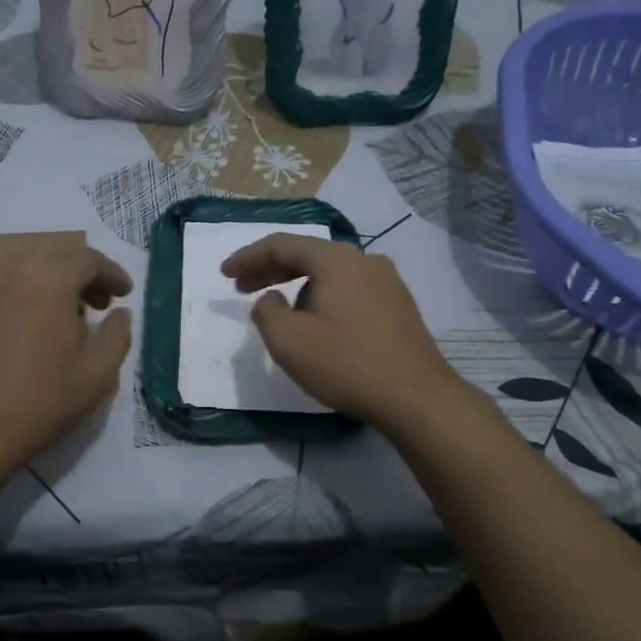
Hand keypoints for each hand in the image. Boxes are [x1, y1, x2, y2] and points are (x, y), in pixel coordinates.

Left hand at [0, 245, 133, 473]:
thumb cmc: (41, 399)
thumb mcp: (97, 373)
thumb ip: (117, 335)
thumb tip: (121, 314)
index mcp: (48, 280)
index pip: (88, 259)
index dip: (112, 273)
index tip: (126, 294)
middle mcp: (14, 275)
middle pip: (57, 259)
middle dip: (85, 276)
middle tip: (104, 305)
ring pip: (30, 273)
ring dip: (57, 286)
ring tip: (74, 319)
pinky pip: (10, 291)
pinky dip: (33, 298)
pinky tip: (40, 332)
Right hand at [223, 233, 465, 429]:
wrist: (416, 396)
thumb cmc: (346, 364)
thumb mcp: (288, 341)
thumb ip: (266, 311)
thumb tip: (271, 298)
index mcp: (336, 260)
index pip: (282, 244)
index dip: (248, 257)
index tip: (225, 273)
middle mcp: (364, 260)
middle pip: (307, 255)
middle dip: (270, 270)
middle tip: (242, 289)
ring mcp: (387, 282)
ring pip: (329, 274)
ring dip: (297, 287)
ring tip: (279, 314)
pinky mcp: (398, 305)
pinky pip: (349, 290)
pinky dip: (323, 298)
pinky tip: (316, 324)